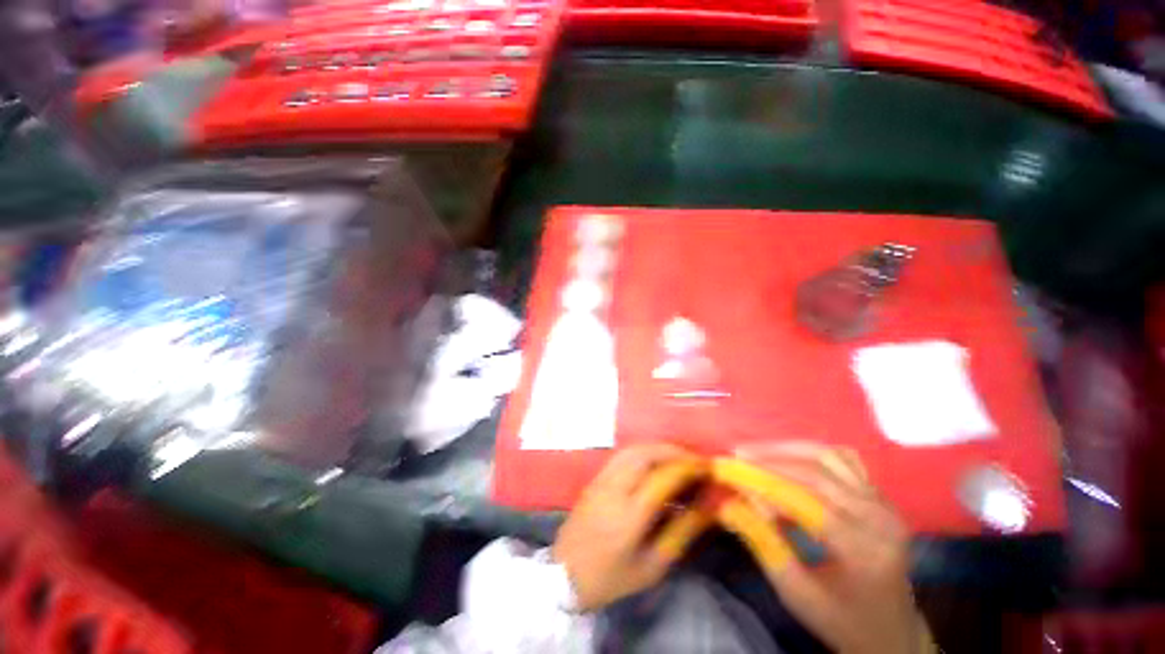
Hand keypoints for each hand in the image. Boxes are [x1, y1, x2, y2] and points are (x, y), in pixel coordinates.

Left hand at [552, 444, 705, 611]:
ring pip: (633, 449)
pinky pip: (622, 454)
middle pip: (646, 454)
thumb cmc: (612, 577)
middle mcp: (614, 488)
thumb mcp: (653, 565)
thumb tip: (708, 507)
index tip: (708, 468)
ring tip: (679, 458)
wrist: (564, 575)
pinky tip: (655, 461)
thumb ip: (682, 532)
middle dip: (674, 451)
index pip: (662, 478)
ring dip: (659, 448)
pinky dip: (643, 451)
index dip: (687, 468)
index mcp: (629, 515)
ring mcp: (601, 478)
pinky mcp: (595, 477)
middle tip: (695, 460)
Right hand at [735, 442, 930, 653]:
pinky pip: (842, 460)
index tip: (728, 470)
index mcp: (862, 549)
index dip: (761, 481)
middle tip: (736, 456)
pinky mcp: (880, 497)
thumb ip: (762, 543)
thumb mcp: (796, 592)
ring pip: (828, 457)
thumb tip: (728, 504)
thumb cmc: (841, 620)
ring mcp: (884, 504)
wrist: (892, 631)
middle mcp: (879, 518)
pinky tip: (789, 459)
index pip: (804, 501)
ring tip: (755, 453)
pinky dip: (810, 453)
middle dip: (770, 460)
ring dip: (787, 450)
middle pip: (816, 472)